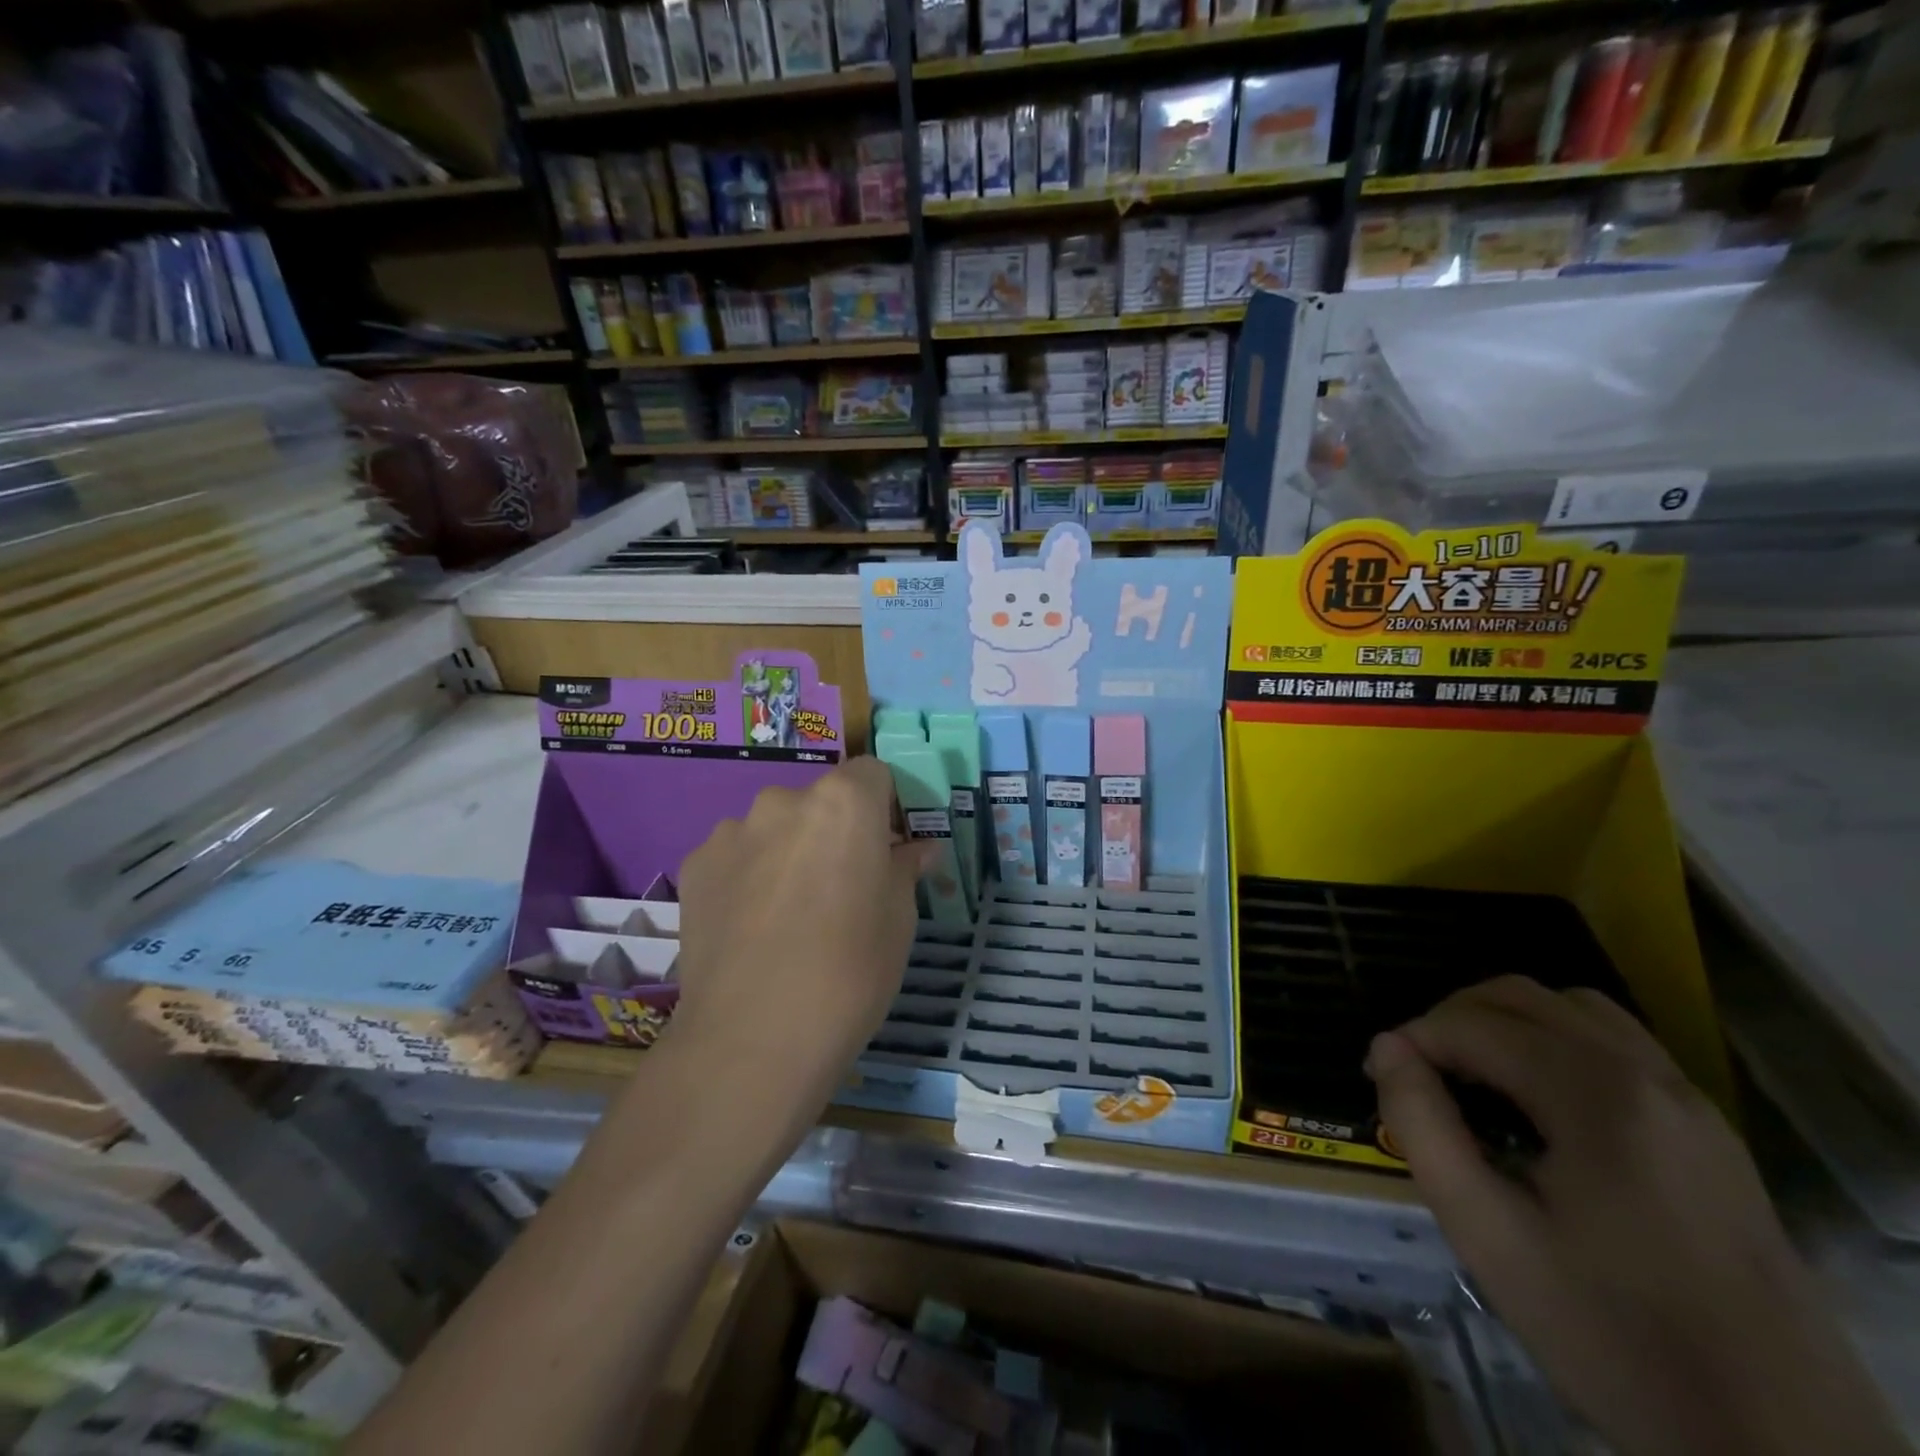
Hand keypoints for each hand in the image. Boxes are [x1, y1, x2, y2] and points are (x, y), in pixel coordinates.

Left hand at [669, 758, 930, 1121]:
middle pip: (819, 800)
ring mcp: (731, 831)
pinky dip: (747, 876)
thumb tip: (916, 849)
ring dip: (786, 850)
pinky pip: (735, 856)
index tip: (888, 848)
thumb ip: (904, 869)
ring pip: (773, 827)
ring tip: (788, 913)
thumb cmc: (850, 971)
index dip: (885, 806)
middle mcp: (784, 800)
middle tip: (840, 887)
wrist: (754, 1038)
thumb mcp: (899, 920)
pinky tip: (750, 926)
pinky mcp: (695, 866)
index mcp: (844, 803)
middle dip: (834, 830)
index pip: (873, 773)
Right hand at [1367, 976, 1908, 1455]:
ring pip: (1575, 1008)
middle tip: (1418, 1070)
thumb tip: (1387, 1048)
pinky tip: (1541, 1099)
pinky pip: (1620, 1045)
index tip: (1379, 1076)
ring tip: (1474, 1073)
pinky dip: (1559, 1041)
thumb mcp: (1489, 1235)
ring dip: (1509, 1021)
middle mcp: (1649, 1076)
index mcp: (1597, 1095)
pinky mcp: (1713, 1134)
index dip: (1413, 1039)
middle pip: (1523, 996)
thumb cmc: (1615, 1335)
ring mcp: (1692, 1102)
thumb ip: (1423, 1127)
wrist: (1785, 1449)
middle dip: (1454, 1018)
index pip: (1474, 1023)